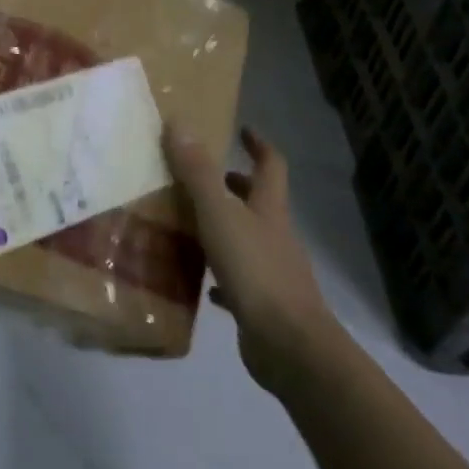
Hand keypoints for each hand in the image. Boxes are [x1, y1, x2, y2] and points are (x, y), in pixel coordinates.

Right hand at [164, 125, 335, 391]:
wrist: (288, 344)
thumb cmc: (255, 271)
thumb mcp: (219, 215)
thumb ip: (198, 172)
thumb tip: (179, 124)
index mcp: (269, 209)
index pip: (271, 166)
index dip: (259, 145)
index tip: (243, 130)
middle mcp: (275, 235)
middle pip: (259, 202)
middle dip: (236, 185)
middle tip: (205, 177)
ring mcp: (272, 271)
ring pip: (247, 239)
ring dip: (224, 228)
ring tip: (189, 224)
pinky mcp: (262, 304)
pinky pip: (238, 281)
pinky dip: (220, 275)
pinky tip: (199, 282)